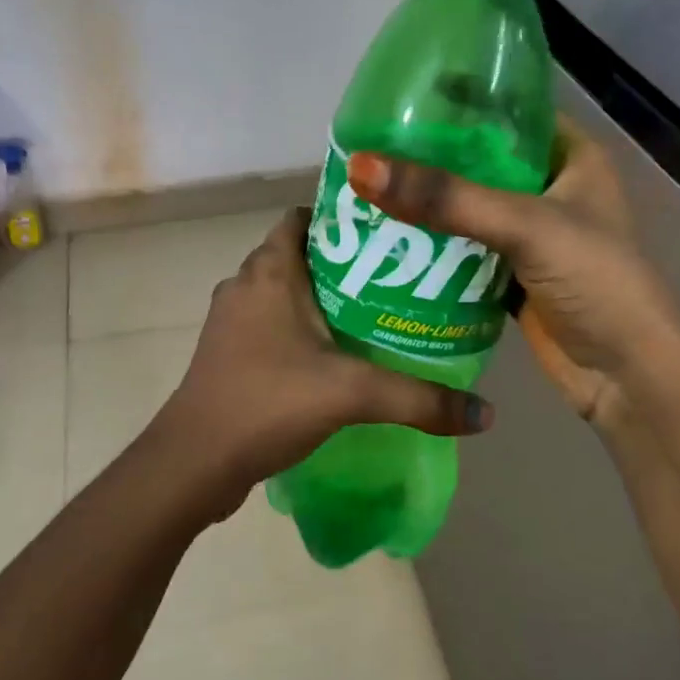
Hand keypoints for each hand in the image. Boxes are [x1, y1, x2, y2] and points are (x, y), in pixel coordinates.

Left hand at [148, 208, 491, 517]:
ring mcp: (232, 320)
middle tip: (394, 275)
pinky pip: (272, 322)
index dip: (341, 217)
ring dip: (321, 297)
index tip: (385, 231)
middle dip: (343, 260)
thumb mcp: (350, 393)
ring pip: (284, 291)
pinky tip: (336, 355)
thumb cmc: (267, 401)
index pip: (302, 218)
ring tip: (374, 312)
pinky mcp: (229, 352)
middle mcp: (245, 284)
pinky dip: (301, 327)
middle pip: (299, 254)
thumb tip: (485, 412)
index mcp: (268, 270)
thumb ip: (418, 398)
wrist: (194, 461)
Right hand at [348, 115, 679, 429]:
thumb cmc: (596, 282)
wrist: (629, 378)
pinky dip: (432, 245)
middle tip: (370, 145)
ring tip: (367, 185)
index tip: (399, 96)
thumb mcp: (525, 226)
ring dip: (426, 203)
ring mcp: (530, 235)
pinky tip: (387, 236)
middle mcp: (549, 188)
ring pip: (467, 206)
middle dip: (429, 156)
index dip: (458, 100)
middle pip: (479, 160)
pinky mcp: (512, 274)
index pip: (508, 110)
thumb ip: (446, 197)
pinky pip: (463, 249)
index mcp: (571, 156)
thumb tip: (362, 166)